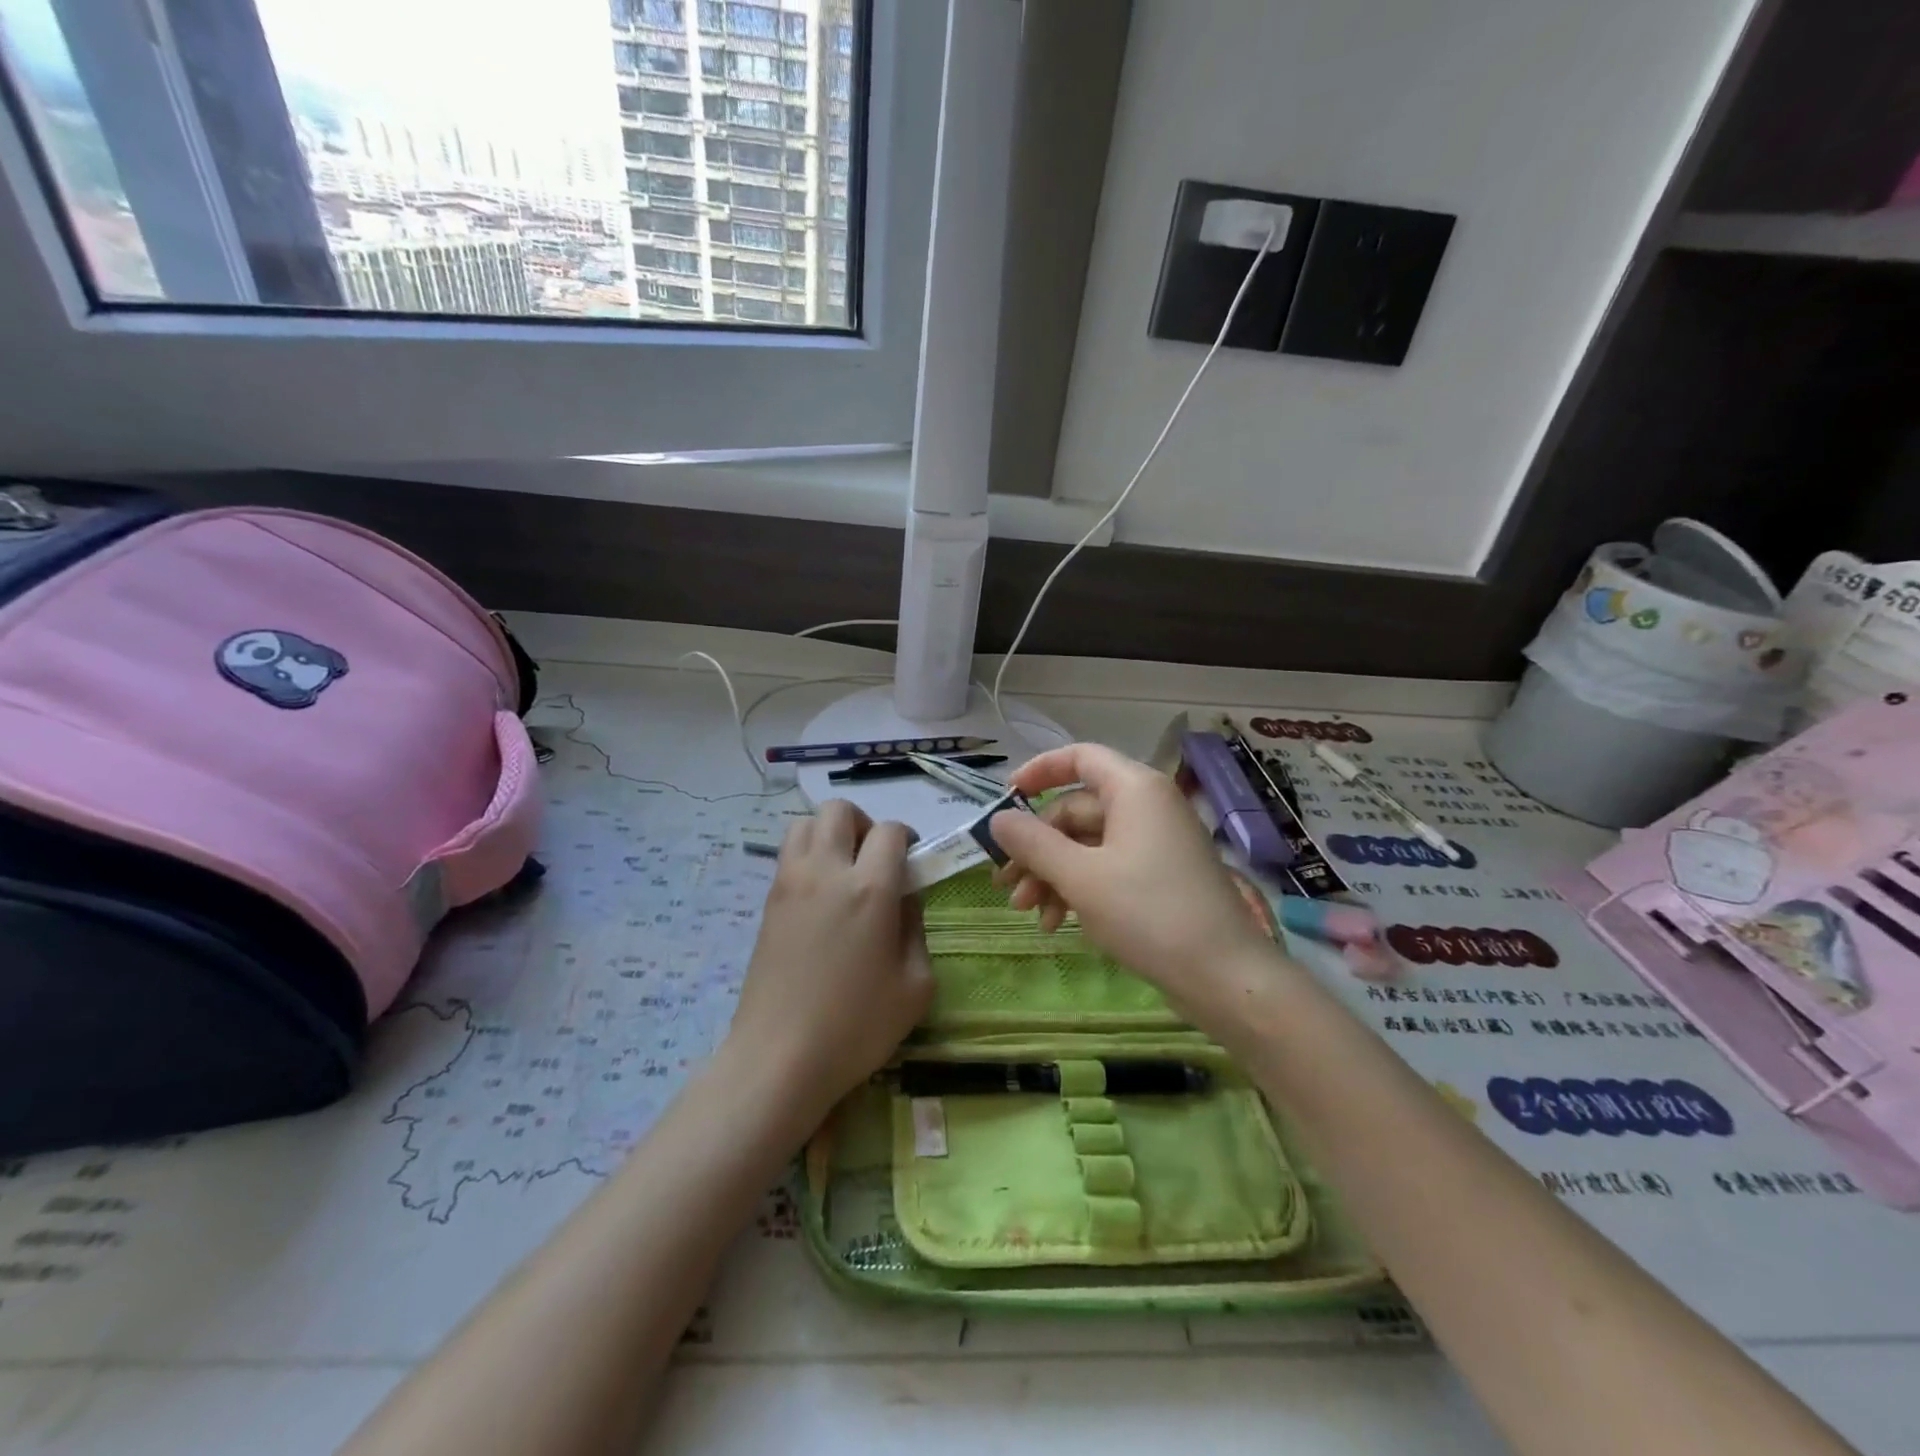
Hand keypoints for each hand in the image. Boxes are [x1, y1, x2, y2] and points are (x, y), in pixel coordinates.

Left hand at [727, 800, 933, 1127]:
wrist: (778, 1059)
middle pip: (839, 810)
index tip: (912, 866)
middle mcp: (826, 872)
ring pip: (805, 823)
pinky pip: (788, 854)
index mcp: (870, 889)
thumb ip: (916, 929)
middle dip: (865, 824)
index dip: (907, 840)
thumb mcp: (914, 985)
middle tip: (875, 862)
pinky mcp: (768, 903)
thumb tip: (904, 900)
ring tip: (844, 872)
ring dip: (830, 834)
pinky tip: (821, 899)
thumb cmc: (856, 1027)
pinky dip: (808, 857)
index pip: (891, 830)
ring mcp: (789, 884)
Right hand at [990, 743, 1276, 1007]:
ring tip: (1028, 913)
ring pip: (1087, 844)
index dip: (1039, 771)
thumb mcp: (1080, 877)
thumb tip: (998, 820)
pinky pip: (1107, 867)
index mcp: (1135, 789)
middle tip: (1007, 885)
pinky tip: (1058, 923)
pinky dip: (1079, 888)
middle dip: (1037, 847)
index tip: (1006, 799)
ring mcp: (1155, 843)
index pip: (1079, 757)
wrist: (1225, 977)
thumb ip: (1033, 843)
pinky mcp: (1160, 876)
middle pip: (1076, 809)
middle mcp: (1147, 806)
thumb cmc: (1149, 914)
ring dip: (1052, 874)